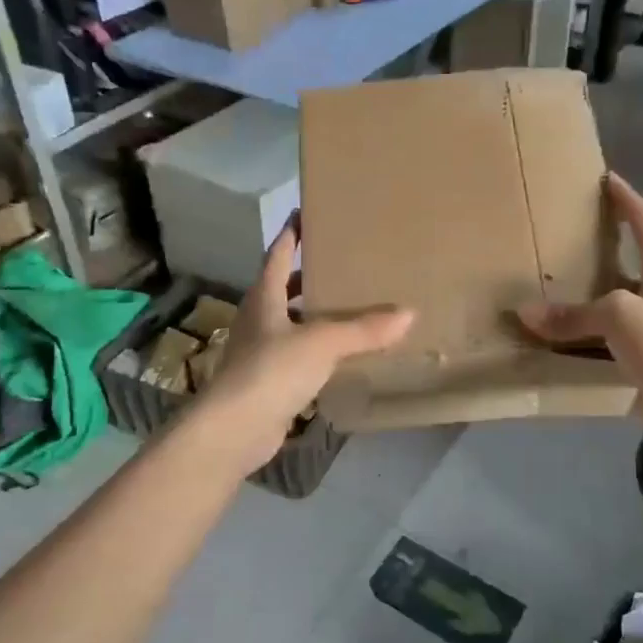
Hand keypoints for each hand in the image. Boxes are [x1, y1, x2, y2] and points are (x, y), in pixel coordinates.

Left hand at [189, 219, 413, 472]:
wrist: (234, 430)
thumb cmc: (271, 371)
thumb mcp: (322, 343)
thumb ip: (364, 329)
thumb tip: (408, 313)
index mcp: (264, 298)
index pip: (278, 254)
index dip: (292, 233)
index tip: (305, 212)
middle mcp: (258, 319)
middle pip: (283, 287)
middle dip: (309, 275)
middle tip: (342, 263)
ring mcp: (259, 352)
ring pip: (291, 323)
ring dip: (314, 314)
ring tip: (349, 306)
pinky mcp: (268, 382)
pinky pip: (297, 356)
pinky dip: (318, 350)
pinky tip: (341, 354)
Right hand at [517, 174, 642, 454]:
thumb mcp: (619, 318)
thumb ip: (573, 314)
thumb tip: (527, 313)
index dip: (625, 198)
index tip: (605, 179)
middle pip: (629, 259)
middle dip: (600, 246)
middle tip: (564, 234)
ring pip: (615, 300)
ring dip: (587, 294)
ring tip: (551, 283)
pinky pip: (608, 337)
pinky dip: (585, 334)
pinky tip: (558, 336)